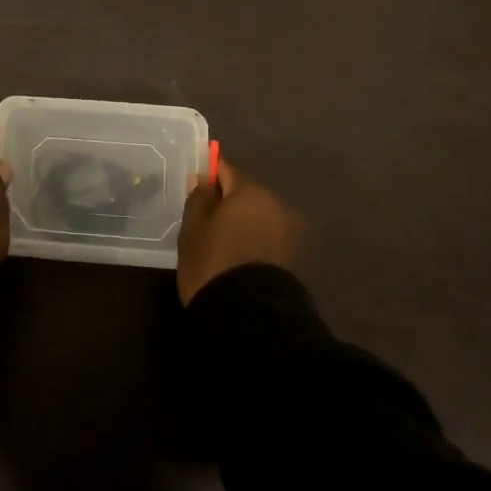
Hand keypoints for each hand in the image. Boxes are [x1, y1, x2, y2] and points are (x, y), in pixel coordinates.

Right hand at [177, 160, 304, 304]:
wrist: (252, 320)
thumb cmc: (214, 266)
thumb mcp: (193, 230)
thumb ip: (198, 199)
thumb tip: (204, 180)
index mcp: (252, 191)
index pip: (225, 169)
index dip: (208, 176)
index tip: (194, 191)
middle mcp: (278, 204)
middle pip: (246, 193)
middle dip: (227, 202)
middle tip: (204, 222)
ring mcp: (292, 231)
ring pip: (259, 216)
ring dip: (243, 222)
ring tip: (221, 244)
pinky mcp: (297, 256)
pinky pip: (269, 236)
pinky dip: (255, 240)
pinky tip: (238, 257)